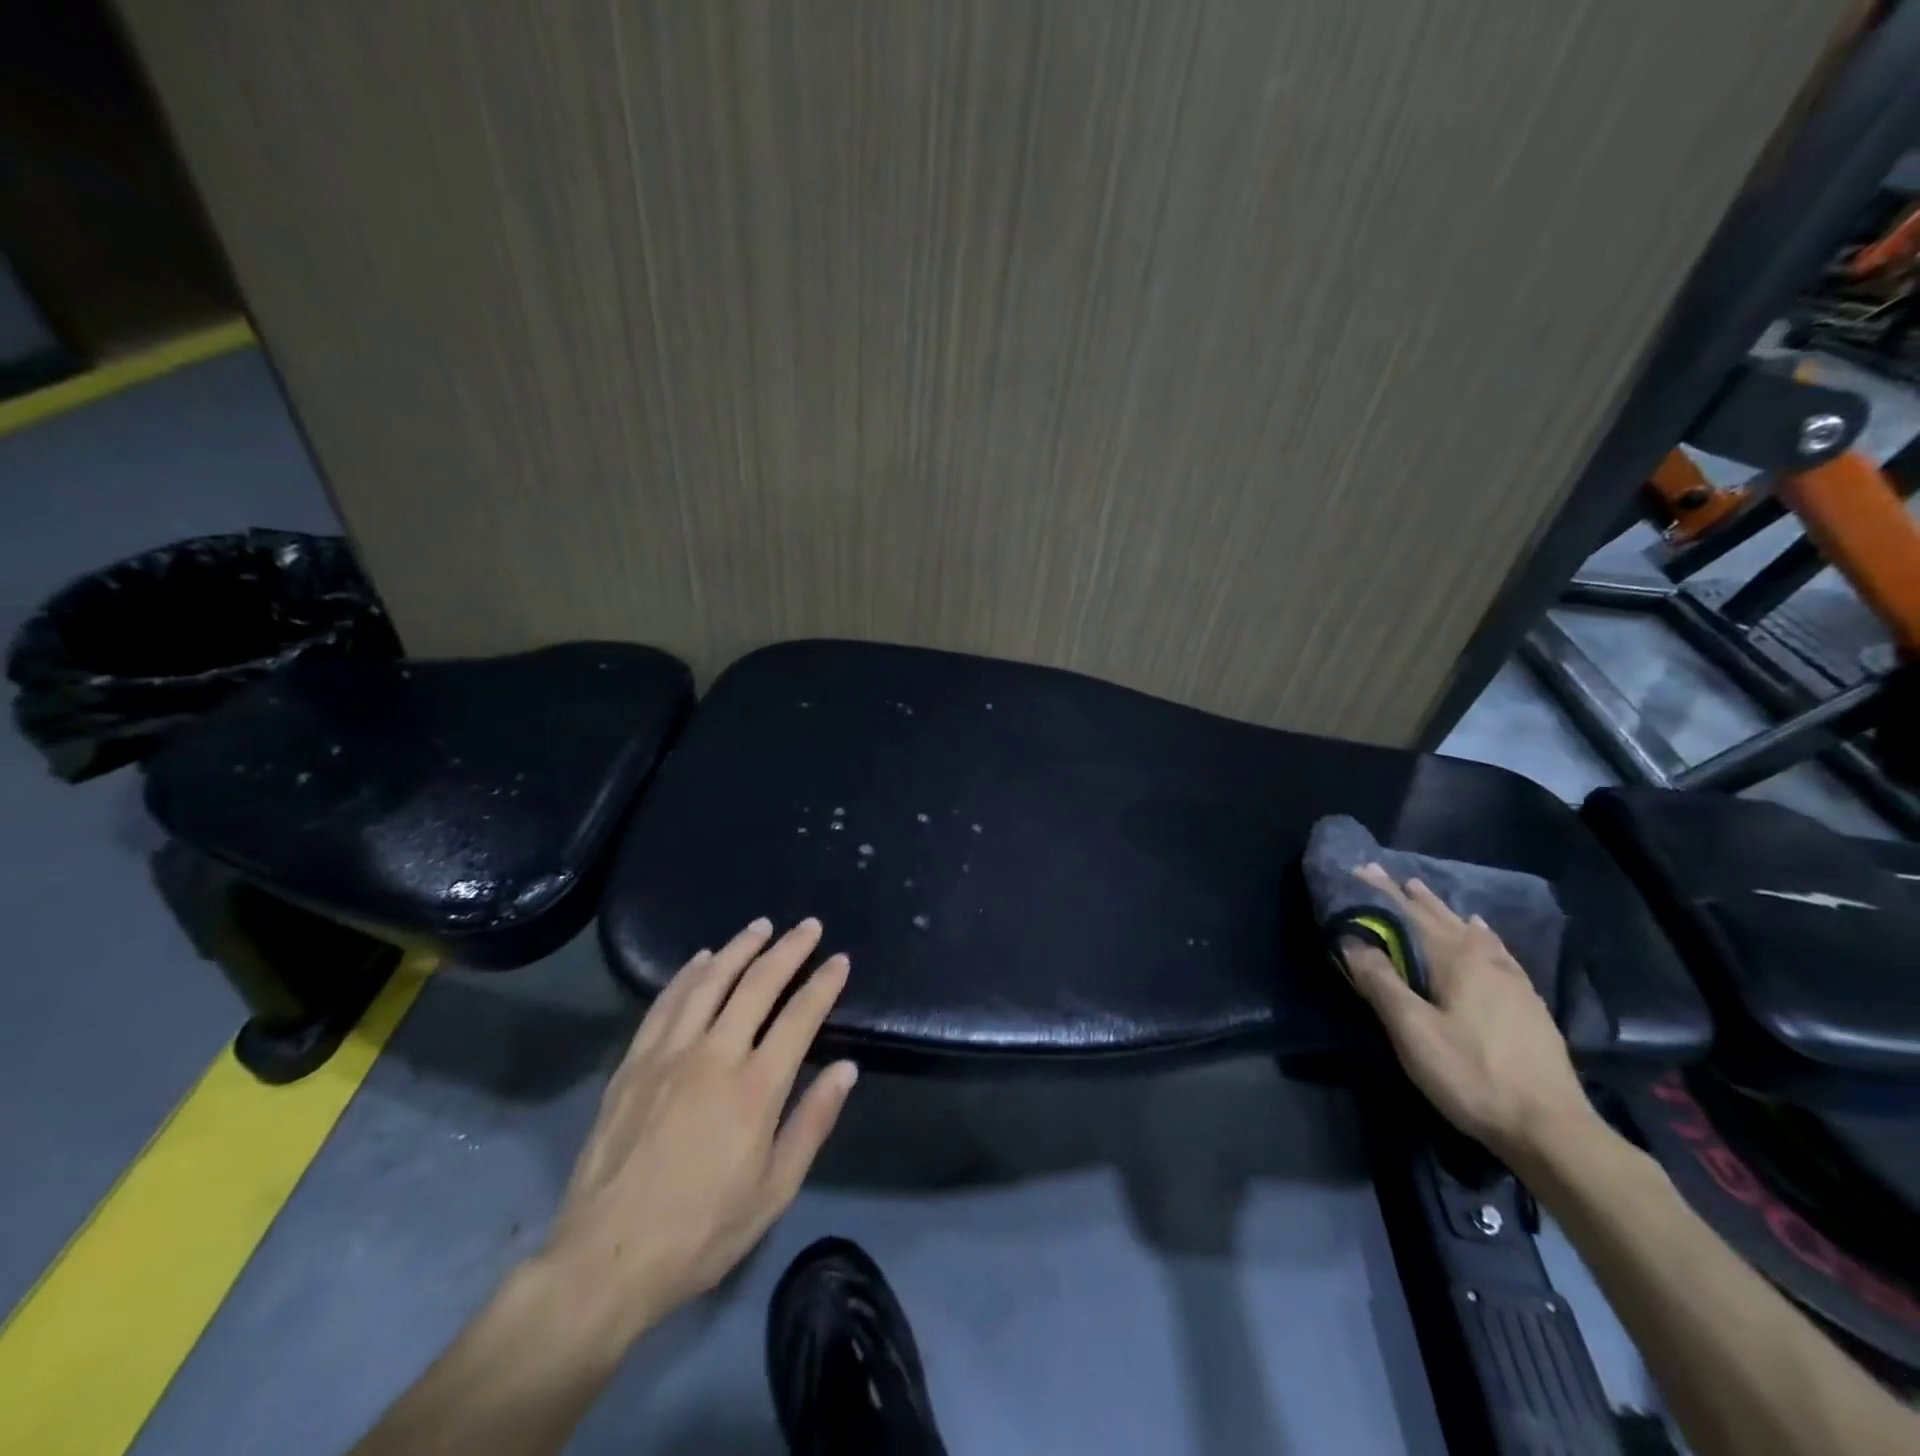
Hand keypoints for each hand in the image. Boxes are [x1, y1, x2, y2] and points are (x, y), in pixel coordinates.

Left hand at [534, 917, 857, 1346]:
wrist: (606, 1259)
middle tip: (808, 926)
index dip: (823, 983)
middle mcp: (714, 1056)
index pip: (800, 1017)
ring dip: (739, 948)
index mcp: (755, 1088)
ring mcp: (669, 1054)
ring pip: (709, 981)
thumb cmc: (702, 1231)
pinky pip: (665, 1003)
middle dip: (788, 949)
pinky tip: (702, 959)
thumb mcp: (774, 1191)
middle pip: (757, 984)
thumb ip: (813, 1122)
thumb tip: (846, 1069)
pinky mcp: (634, 1063)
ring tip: (760, 926)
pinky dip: (688, 973)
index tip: (839, 960)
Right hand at [1340, 864, 1596, 1164]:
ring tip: (1423, 893)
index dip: (1381, 891)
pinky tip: (1481, 933)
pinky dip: (1477, 933)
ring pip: (1469, 930)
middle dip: (1411, 896)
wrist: (1551, 1129)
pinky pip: (1494, 949)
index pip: (1409, 913)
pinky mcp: (1527, 1002)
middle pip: (1441, 917)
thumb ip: (1380, 981)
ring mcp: (1512, 980)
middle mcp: (1484, 958)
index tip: (1360, 868)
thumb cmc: (1471, 1075)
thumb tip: (1351, 940)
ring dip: (1441, 910)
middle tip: (1387, 876)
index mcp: (1455, 959)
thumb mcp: (1412, 1030)